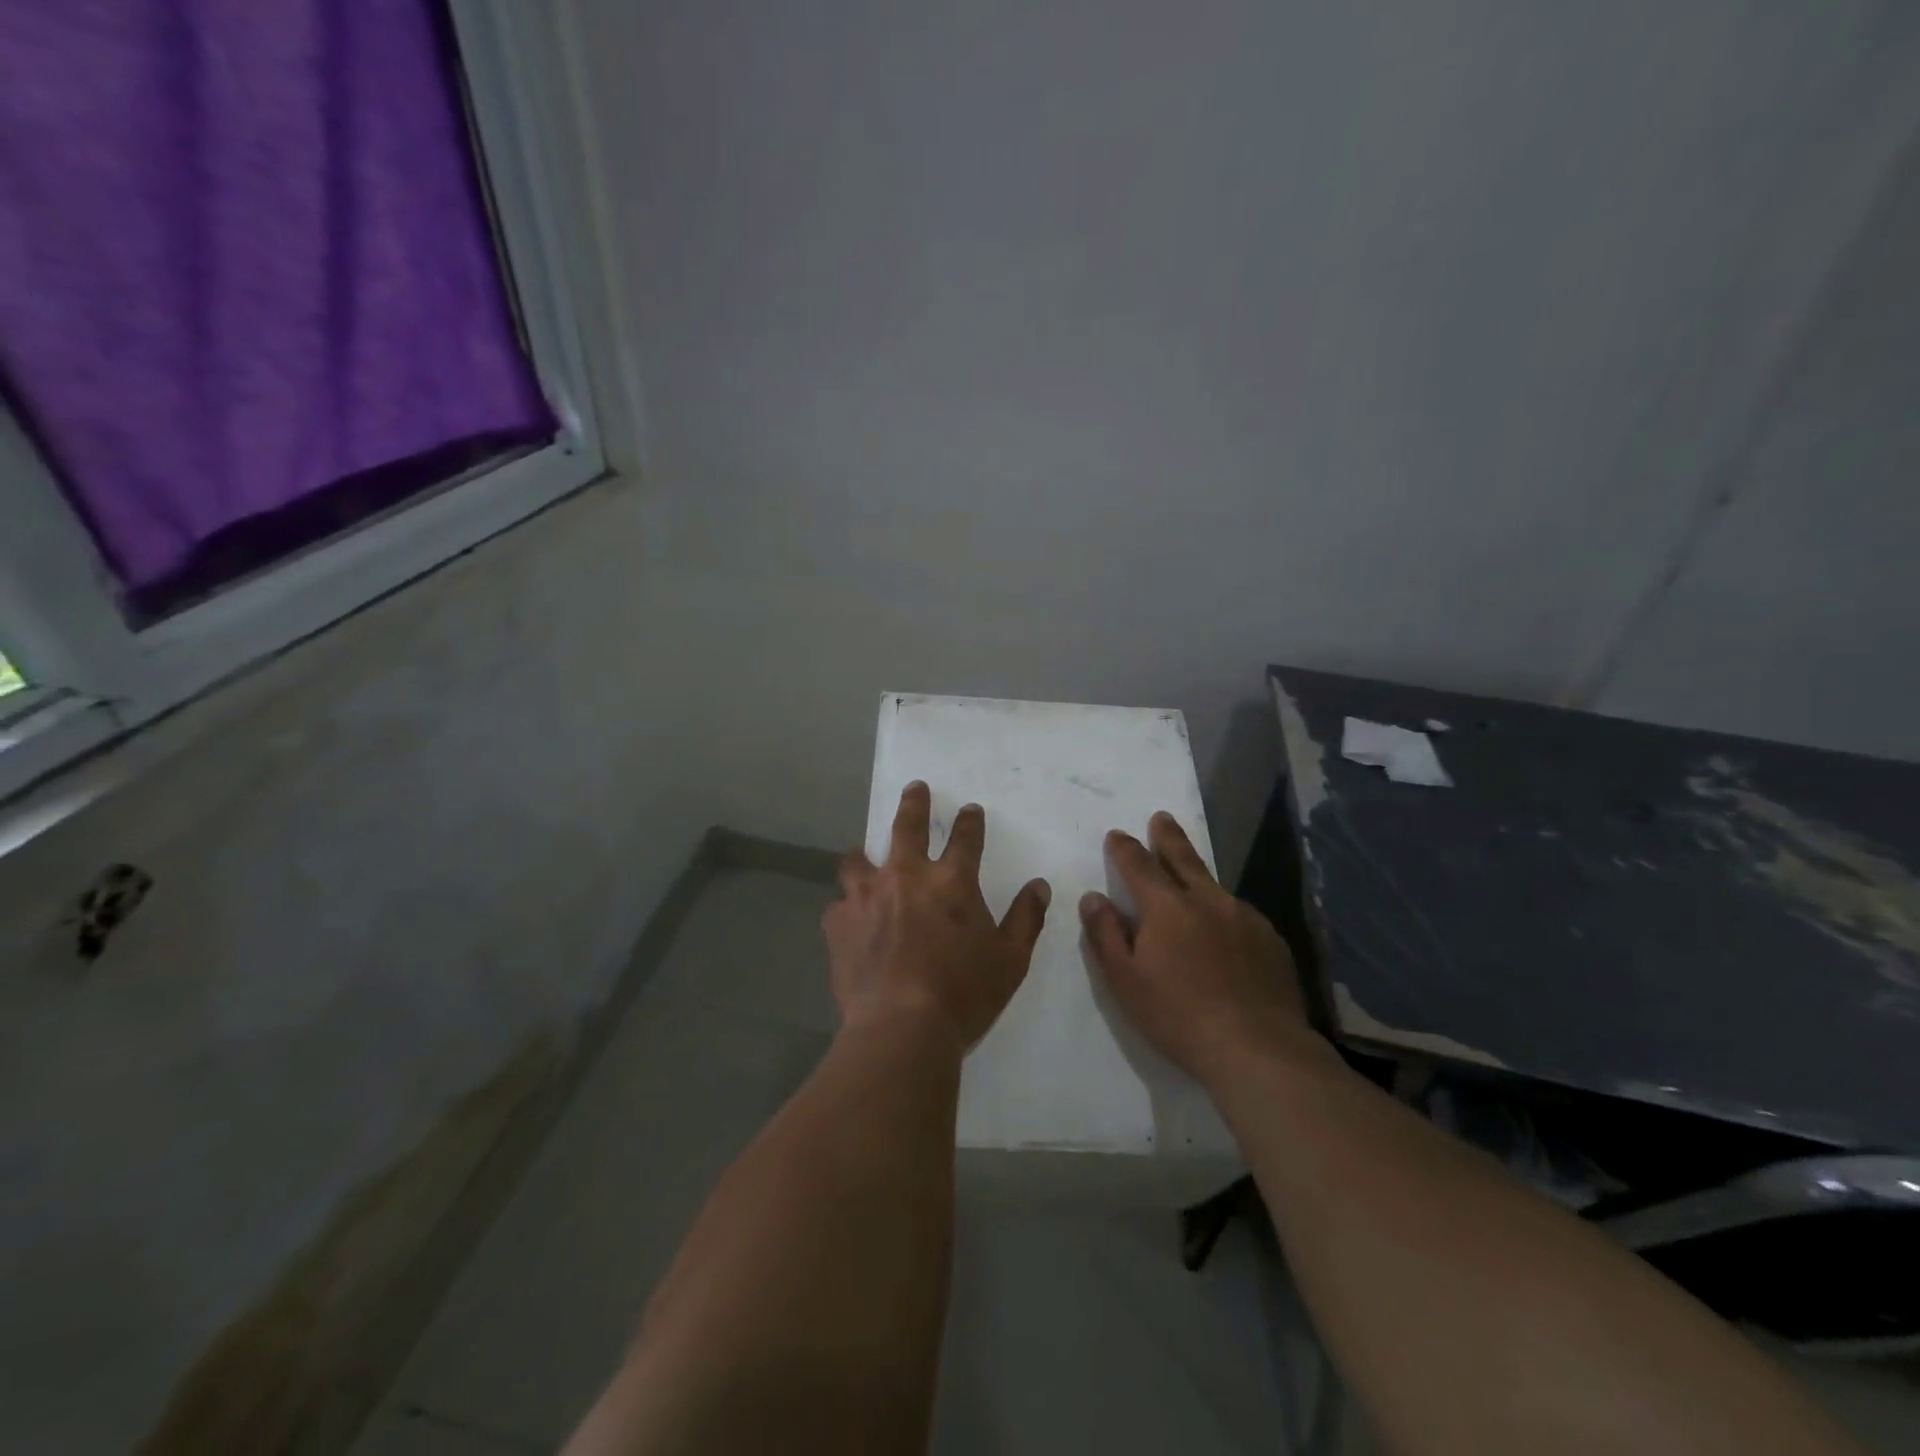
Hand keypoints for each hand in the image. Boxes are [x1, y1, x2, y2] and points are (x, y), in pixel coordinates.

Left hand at [824, 782, 1051, 1053]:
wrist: (900, 1027)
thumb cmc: (963, 994)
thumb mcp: (1010, 960)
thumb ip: (1026, 918)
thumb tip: (1039, 886)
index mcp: (951, 882)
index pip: (965, 837)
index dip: (969, 821)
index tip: (970, 809)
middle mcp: (906, 876)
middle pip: (907, 825)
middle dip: (914, 803)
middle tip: (916, 789)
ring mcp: (866, 896)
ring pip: (858, 859)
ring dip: (865, 855)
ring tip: (864, 857)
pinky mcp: (838, 922)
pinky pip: (839, 905)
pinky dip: (847, 908)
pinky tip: (850, 921)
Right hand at [1080, 811, 1315, 1086]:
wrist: (1257, 1048)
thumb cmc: (1178, 1016)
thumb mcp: (1124, 980)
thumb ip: (1105, 934)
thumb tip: (1093, 897)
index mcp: (1167, 907)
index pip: (1139, 865)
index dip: (1125, 848)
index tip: (1117, 835)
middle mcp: (1207, 901)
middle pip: (1183, 859)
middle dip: (1168, 837)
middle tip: (1161, 818)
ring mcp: (1244, 918)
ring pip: (1214, 886)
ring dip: (1197, 875)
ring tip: (1190, 876)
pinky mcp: (1270, 940)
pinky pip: (1239, 914)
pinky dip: (1224, 912)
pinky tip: (1224, 931)